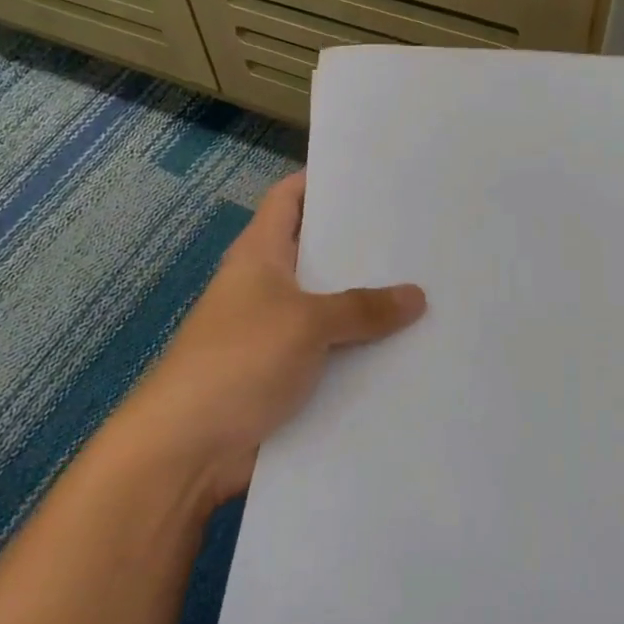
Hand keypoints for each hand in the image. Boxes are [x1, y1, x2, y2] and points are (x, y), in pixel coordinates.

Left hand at [122, 173, 425, 504]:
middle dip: (366, 249)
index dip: (323, 182)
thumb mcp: (305, 322)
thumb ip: (362, 308)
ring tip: (434, 292)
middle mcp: (267, 288)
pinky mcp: (286, 378)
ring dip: (370, 309)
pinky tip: (410, 352)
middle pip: (319, 255)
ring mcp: (276, 335)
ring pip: (331, 310)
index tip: (375, 176)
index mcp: (260, 255)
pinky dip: (362, 355)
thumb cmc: (240, 361)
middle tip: (425, 238)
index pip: (289, 199)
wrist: (190, 448)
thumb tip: (417, 296)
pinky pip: (332, 356)